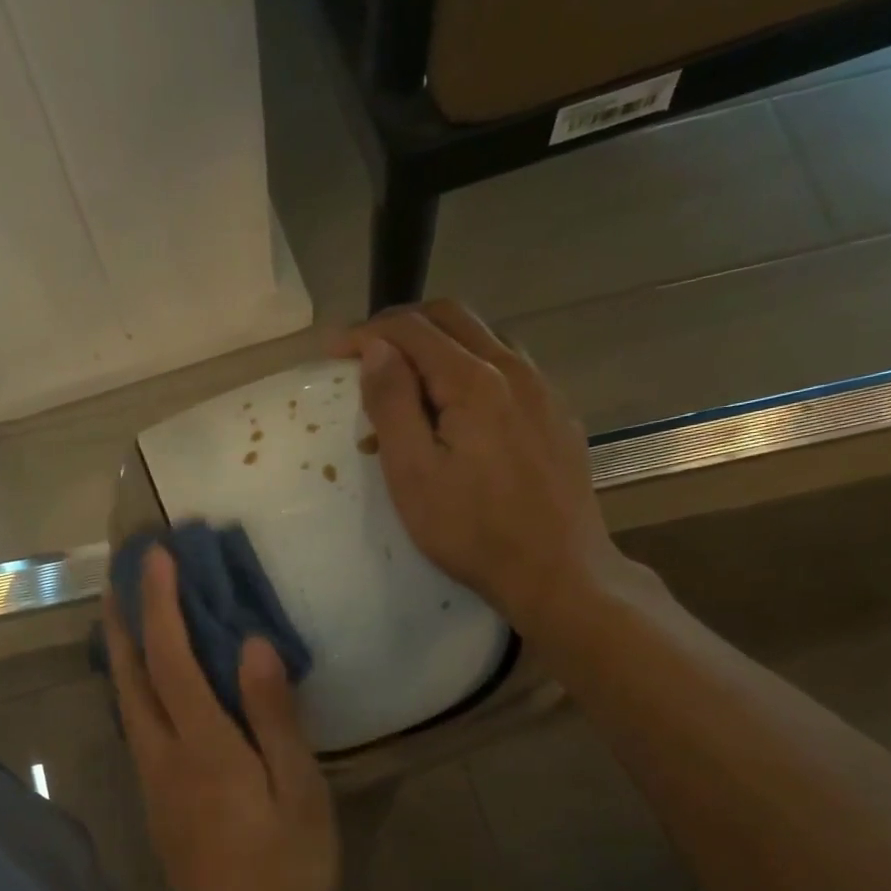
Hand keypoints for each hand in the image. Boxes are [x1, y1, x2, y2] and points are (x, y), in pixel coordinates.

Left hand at [102, 548, 339, 890]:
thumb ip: (274, 717)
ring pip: (125, 702)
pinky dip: (133, 687)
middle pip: (130, 675)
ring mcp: (152, 782)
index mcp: (203, 747)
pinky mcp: (155, 803)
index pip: (172, 658)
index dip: (161, 603)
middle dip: (122, 620)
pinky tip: (146, 685)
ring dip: (121, 652)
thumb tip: (254, 646)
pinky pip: (136, 726)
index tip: (156, 556)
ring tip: (124, 615)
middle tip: (120, 574)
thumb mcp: (299, 794)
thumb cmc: (285, 874)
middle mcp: (163, 756)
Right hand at [332, 300, 635, 650]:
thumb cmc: (472, 531)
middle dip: (403, 326)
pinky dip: (470, 370)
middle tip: (365, 352)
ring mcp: (544, 391)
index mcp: (474, 381)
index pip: (413, 331)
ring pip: (485, 339)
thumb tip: (376, 349)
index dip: (367, 332)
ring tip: (407, 382)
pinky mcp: (557, 417)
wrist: (558, 571)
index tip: (333, 349)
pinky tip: (458, 410)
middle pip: (453, 318)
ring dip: (439, 345)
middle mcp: (515, 370)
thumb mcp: (413, 474)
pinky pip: (509, 370)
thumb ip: (392, 405)